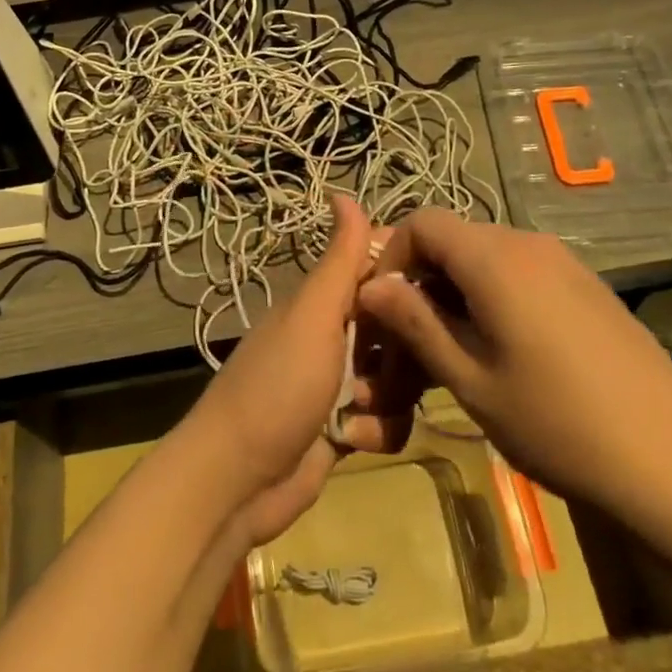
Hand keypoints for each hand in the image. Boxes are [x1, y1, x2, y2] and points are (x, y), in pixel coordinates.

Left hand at [179, 196, 416, 547]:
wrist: (238, 480)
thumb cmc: (277, 387)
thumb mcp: (312, 317)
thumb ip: (338, 261)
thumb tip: (342, 191)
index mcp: (325, 302)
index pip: (381, 272)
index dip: (410, 281)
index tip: (433, 297)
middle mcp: (336, 335)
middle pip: (402, 329)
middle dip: (404, 354)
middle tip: (386, 368)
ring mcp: (342, 383)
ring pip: (402, 378)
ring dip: (389, 398)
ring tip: (356, 411)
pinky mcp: (348, 427)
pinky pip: (391, 420)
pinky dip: (377, 432)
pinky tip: (351, 442)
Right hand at [358, 211, 671, 531]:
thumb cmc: (560, 423)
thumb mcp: (472, 380)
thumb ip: (416, 323)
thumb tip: (370, 286)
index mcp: (495, 257)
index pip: (422, 222)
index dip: (391, 257)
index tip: (380, 311)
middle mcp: (528, 244)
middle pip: (453, 240)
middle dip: (419, 282)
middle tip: (405, 344)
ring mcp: (563, 263)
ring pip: (484, 260)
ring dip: (453, 295)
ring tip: (448, 356)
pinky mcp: (586, 288)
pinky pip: (519, 275)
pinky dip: (490, 300)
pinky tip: (499, 354)